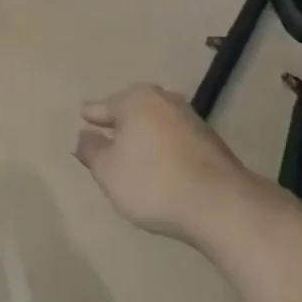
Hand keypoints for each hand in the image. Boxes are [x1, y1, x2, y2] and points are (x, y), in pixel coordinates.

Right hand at [74, 85, 251, 242]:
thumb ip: (91, 151)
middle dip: (121, 118)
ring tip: (135, 147)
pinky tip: (162, 161)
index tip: (84, 115)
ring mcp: (189, 118)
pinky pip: (175, 136)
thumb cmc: (152, 182)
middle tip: (109, 129)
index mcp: (135, 100)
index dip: (92, 114)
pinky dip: (164, 144)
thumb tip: (83, 136)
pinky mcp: (209, 140)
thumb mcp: (108, 172)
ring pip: (157, 119)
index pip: (105, 106)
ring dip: (146, 131)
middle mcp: (162, 99)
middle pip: (134, 106)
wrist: (218, 202)